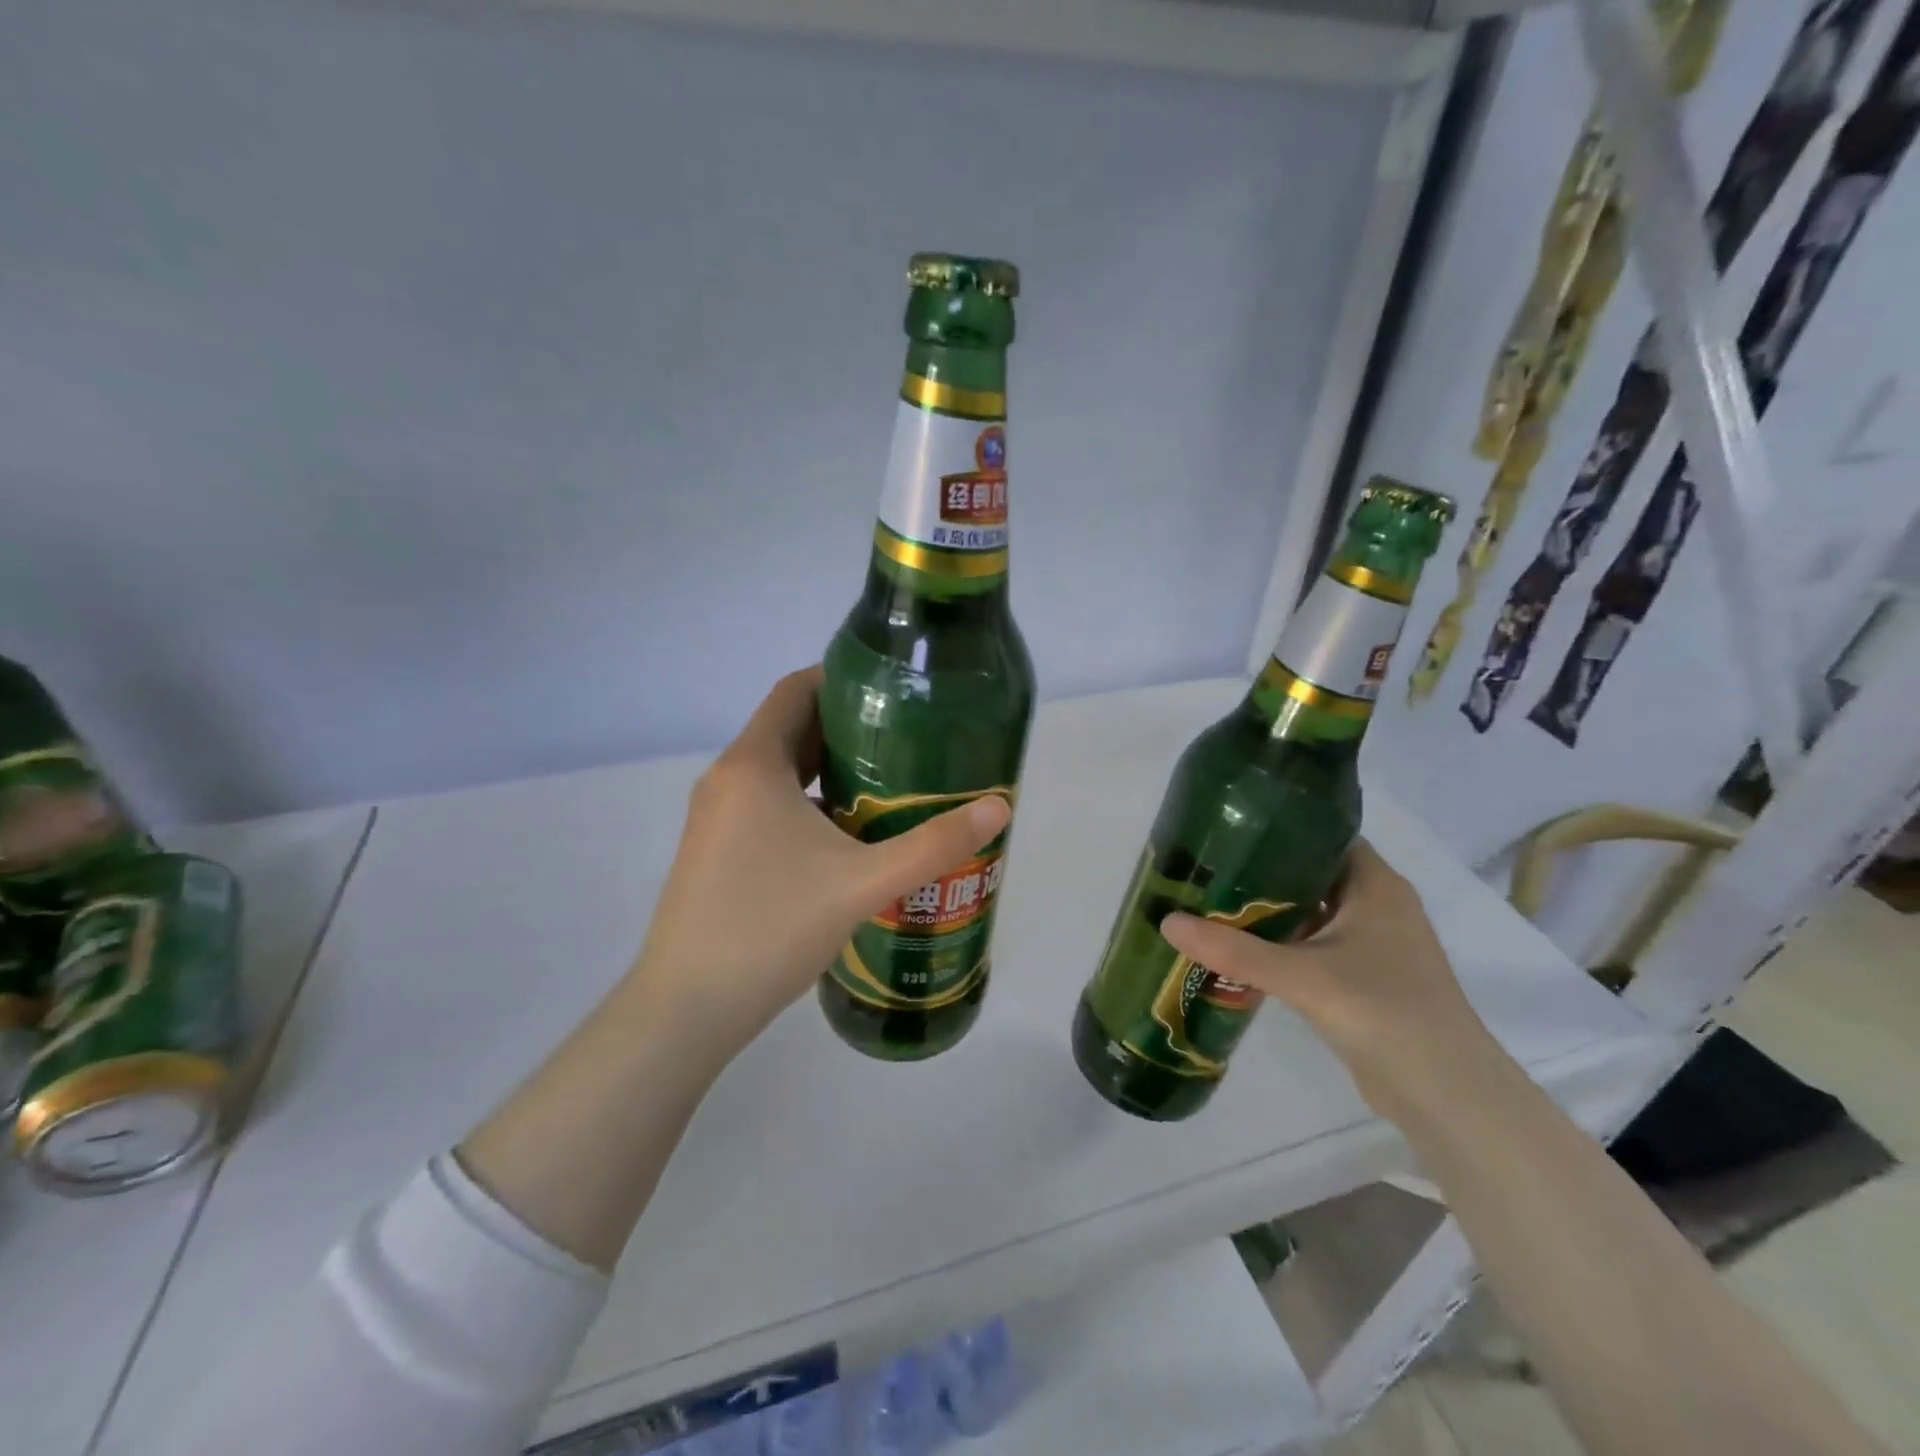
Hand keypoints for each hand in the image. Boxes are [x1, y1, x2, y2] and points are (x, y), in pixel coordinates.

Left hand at [629, 666, 1009, 1059]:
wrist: (687, 1008)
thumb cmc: (771, 927)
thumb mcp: (862, 883)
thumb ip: (932, 845)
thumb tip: (998, 808)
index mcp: (753, 765)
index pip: (796, 690)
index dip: (842, 678)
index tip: (894, 690)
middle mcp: (728, 780)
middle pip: (791, 729)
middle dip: (848, 727)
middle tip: (908, 737)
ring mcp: (716, 819)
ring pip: (780, 772)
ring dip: (829, 769)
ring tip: (890, 782)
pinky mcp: (716, 852)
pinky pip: (767, 806)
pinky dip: (808, 804)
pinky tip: (849, 837)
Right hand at [1159, 839, 1500, 1124]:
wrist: (1448, 1096)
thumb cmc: (1384, 1013)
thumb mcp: (1302, 977)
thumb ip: (1234, 950)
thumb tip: (1167, 922)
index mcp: (1375, 885)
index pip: (1323, 835)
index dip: (1278, 827)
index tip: (1228, 830)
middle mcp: (1378, 905)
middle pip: (1311, 873)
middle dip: (1262, 871)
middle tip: (1208, 867)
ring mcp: (1374, 944)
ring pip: (1312, 911)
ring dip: (1270, 910)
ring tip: (1213, 901)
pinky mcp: (1365, 977)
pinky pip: (1315, 944)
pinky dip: (1282, 942)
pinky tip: (1242, 948)